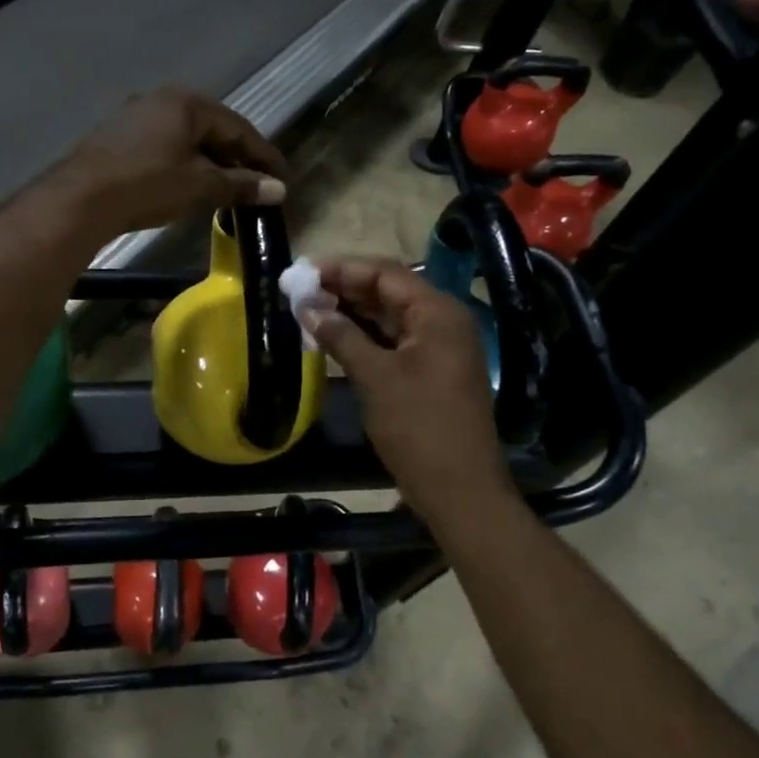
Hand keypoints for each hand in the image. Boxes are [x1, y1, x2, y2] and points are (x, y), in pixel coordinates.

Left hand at [47, 90, 287, 238]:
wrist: (80, 199)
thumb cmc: (148, 184)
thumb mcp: (200, 185)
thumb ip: (240, 185)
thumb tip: (278, 190)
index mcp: (187, 102)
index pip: (238, 127)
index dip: (263, 154)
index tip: (282, 177)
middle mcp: (162, 100)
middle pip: (212, 129)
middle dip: (237, 158)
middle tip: (258, 184)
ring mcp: (136, 117)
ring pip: (187, 139)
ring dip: (211, 163)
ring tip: (228, 188)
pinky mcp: (118, 138)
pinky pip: (165, 147)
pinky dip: (185, 165)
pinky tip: (191, 184)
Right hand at [304, 258, 516, 525]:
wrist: (459, 488)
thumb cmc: (418, 427)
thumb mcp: (375, 377)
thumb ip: (341, 336)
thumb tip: (308, 307)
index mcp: (438, 313)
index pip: (386, 273)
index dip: (342, 268)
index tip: (302, 271)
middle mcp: (443, 322)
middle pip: (389, 291)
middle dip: (344, 288)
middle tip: (300, 290)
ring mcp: (439, 347)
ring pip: (390, 317)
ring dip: (352, 312)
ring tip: (308, 309)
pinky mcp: (430, 371)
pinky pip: (394, 341)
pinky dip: (365, 337)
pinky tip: (333, 337)